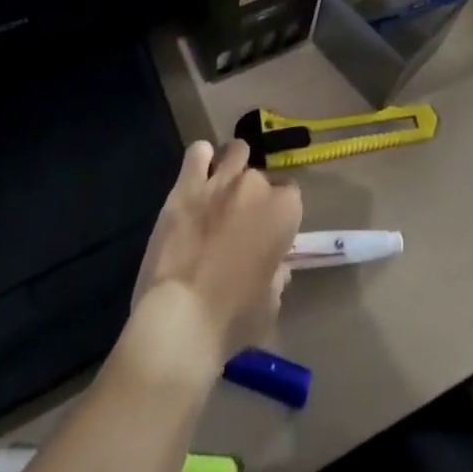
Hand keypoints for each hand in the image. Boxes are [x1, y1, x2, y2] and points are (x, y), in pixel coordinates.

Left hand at [125, 140, 301, 384]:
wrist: (180, 318)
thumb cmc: (232, 320)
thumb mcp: (269, 306)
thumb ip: (277, 278)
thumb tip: (276, 268)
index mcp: (283, 211)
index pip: (291, 196)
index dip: (280, 216)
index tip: (269, 236)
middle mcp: (255, 185)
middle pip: (261, 177)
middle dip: (254, 196)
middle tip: (241, 223)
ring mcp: (220, 180)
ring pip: (235, 152)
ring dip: (233, 166)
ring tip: (223, 190)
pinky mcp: (186, 185)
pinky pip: (198, 153)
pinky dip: (201, 160)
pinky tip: (198, 176)